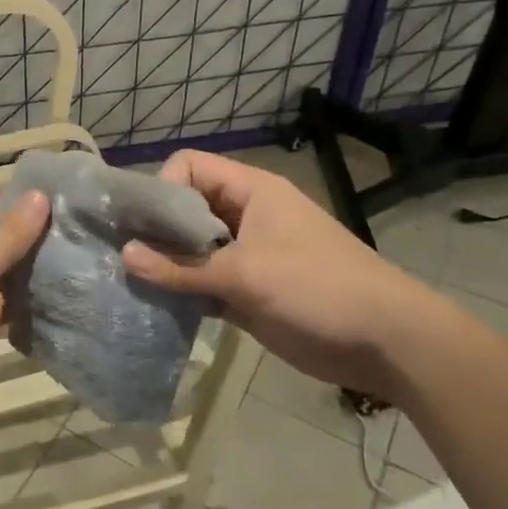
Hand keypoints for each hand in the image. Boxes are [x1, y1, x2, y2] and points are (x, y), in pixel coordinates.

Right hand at [121, 151, 436, 398]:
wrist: (385, 341)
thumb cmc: (317, 288)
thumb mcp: (245, 274)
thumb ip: (182, 267)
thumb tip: (124, 256)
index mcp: (251, 191)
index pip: (189, 167)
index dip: (163, 189)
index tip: (145, 226)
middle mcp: (244, 216)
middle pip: (186, 207)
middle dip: (155, 229)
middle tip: (122, 256)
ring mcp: (246, 255)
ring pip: (192, 248)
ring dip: (166, 264)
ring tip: (132, 283)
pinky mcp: (248, 291)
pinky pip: (204, 282)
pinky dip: (183, 291)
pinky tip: (159, 307)